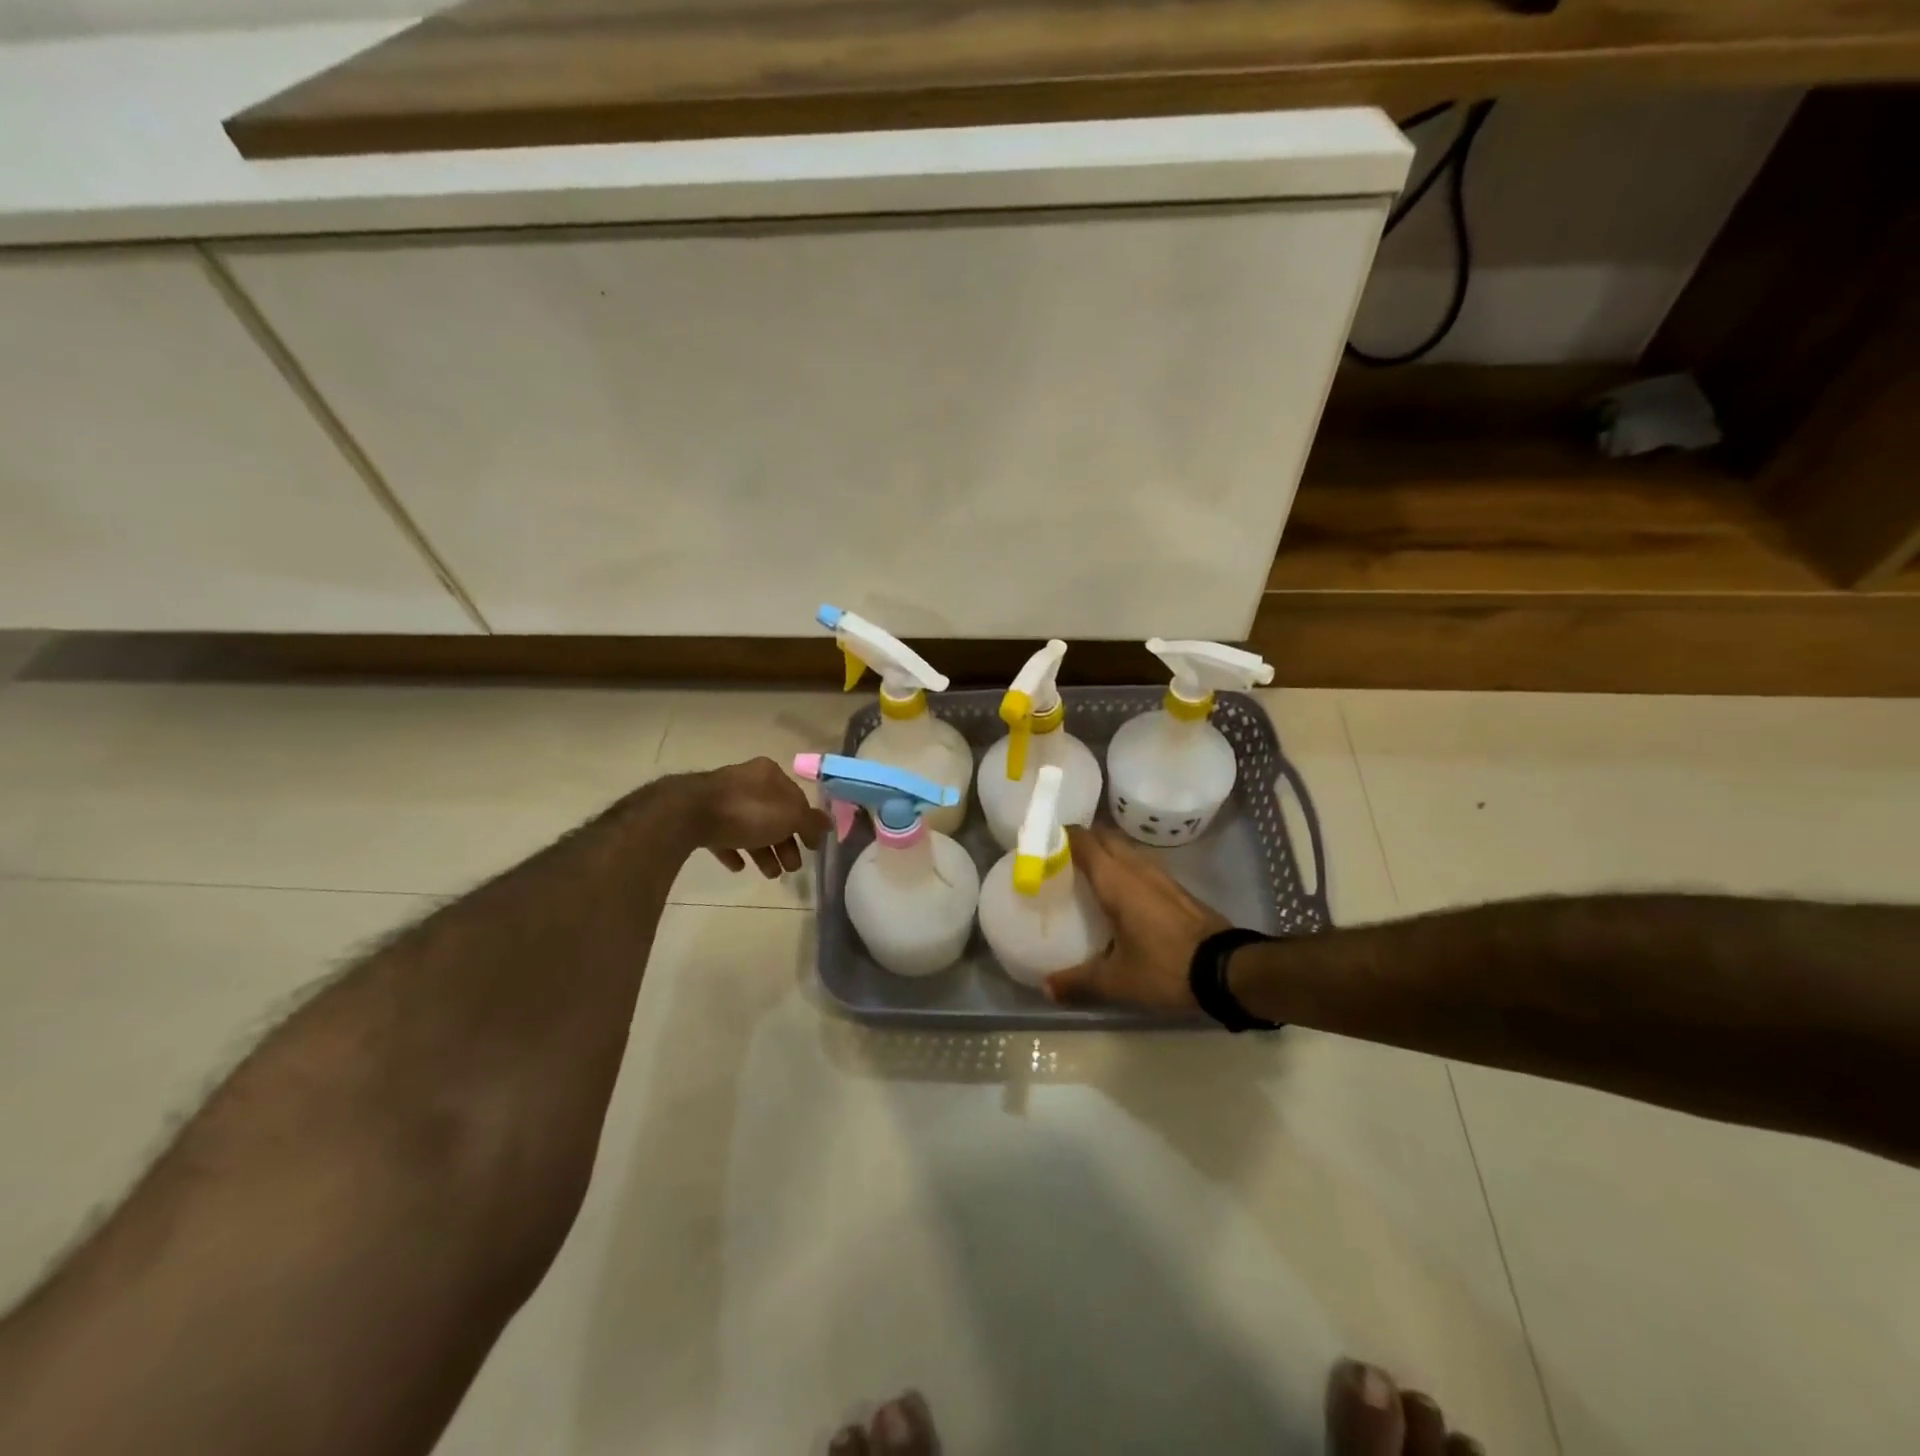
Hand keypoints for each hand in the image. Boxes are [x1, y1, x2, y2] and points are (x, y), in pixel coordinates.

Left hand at [689, 758, 831, 878]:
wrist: (687, 814)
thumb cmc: (746, 811)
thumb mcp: (789, 816)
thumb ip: (810, 822)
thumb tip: (829, 824)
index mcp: (768, 775)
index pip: (796, 799)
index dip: (807, 824)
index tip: (812, 848)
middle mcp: (745, 781)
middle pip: (773, 815)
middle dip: (785, 843)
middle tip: (792, 868)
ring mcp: (720, 799)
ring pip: (749, 827)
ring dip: (763, 851)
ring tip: (770, 874)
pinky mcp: (699, 817)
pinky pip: (723, 835)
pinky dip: (734, 850)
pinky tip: (738, 866)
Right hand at [1045, 826, 1232, 1012]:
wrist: (1227, 970)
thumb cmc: (1165, 967)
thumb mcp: (1117, 981)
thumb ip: (1079, 981)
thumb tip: (1046, 987)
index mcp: (1116, 880)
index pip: (1083, 841)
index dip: (1060, 836)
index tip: (1039, 843)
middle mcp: (1137, 868)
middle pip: (1104, 838)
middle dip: (1081, 841)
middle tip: (1057, 858)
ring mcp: (1160, 876)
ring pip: (1125, 850)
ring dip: (1104, 854)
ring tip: (1083, 874)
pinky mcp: (1176, 889)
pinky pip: (1140, 866)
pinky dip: (1123, 869)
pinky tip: (1117, 894)